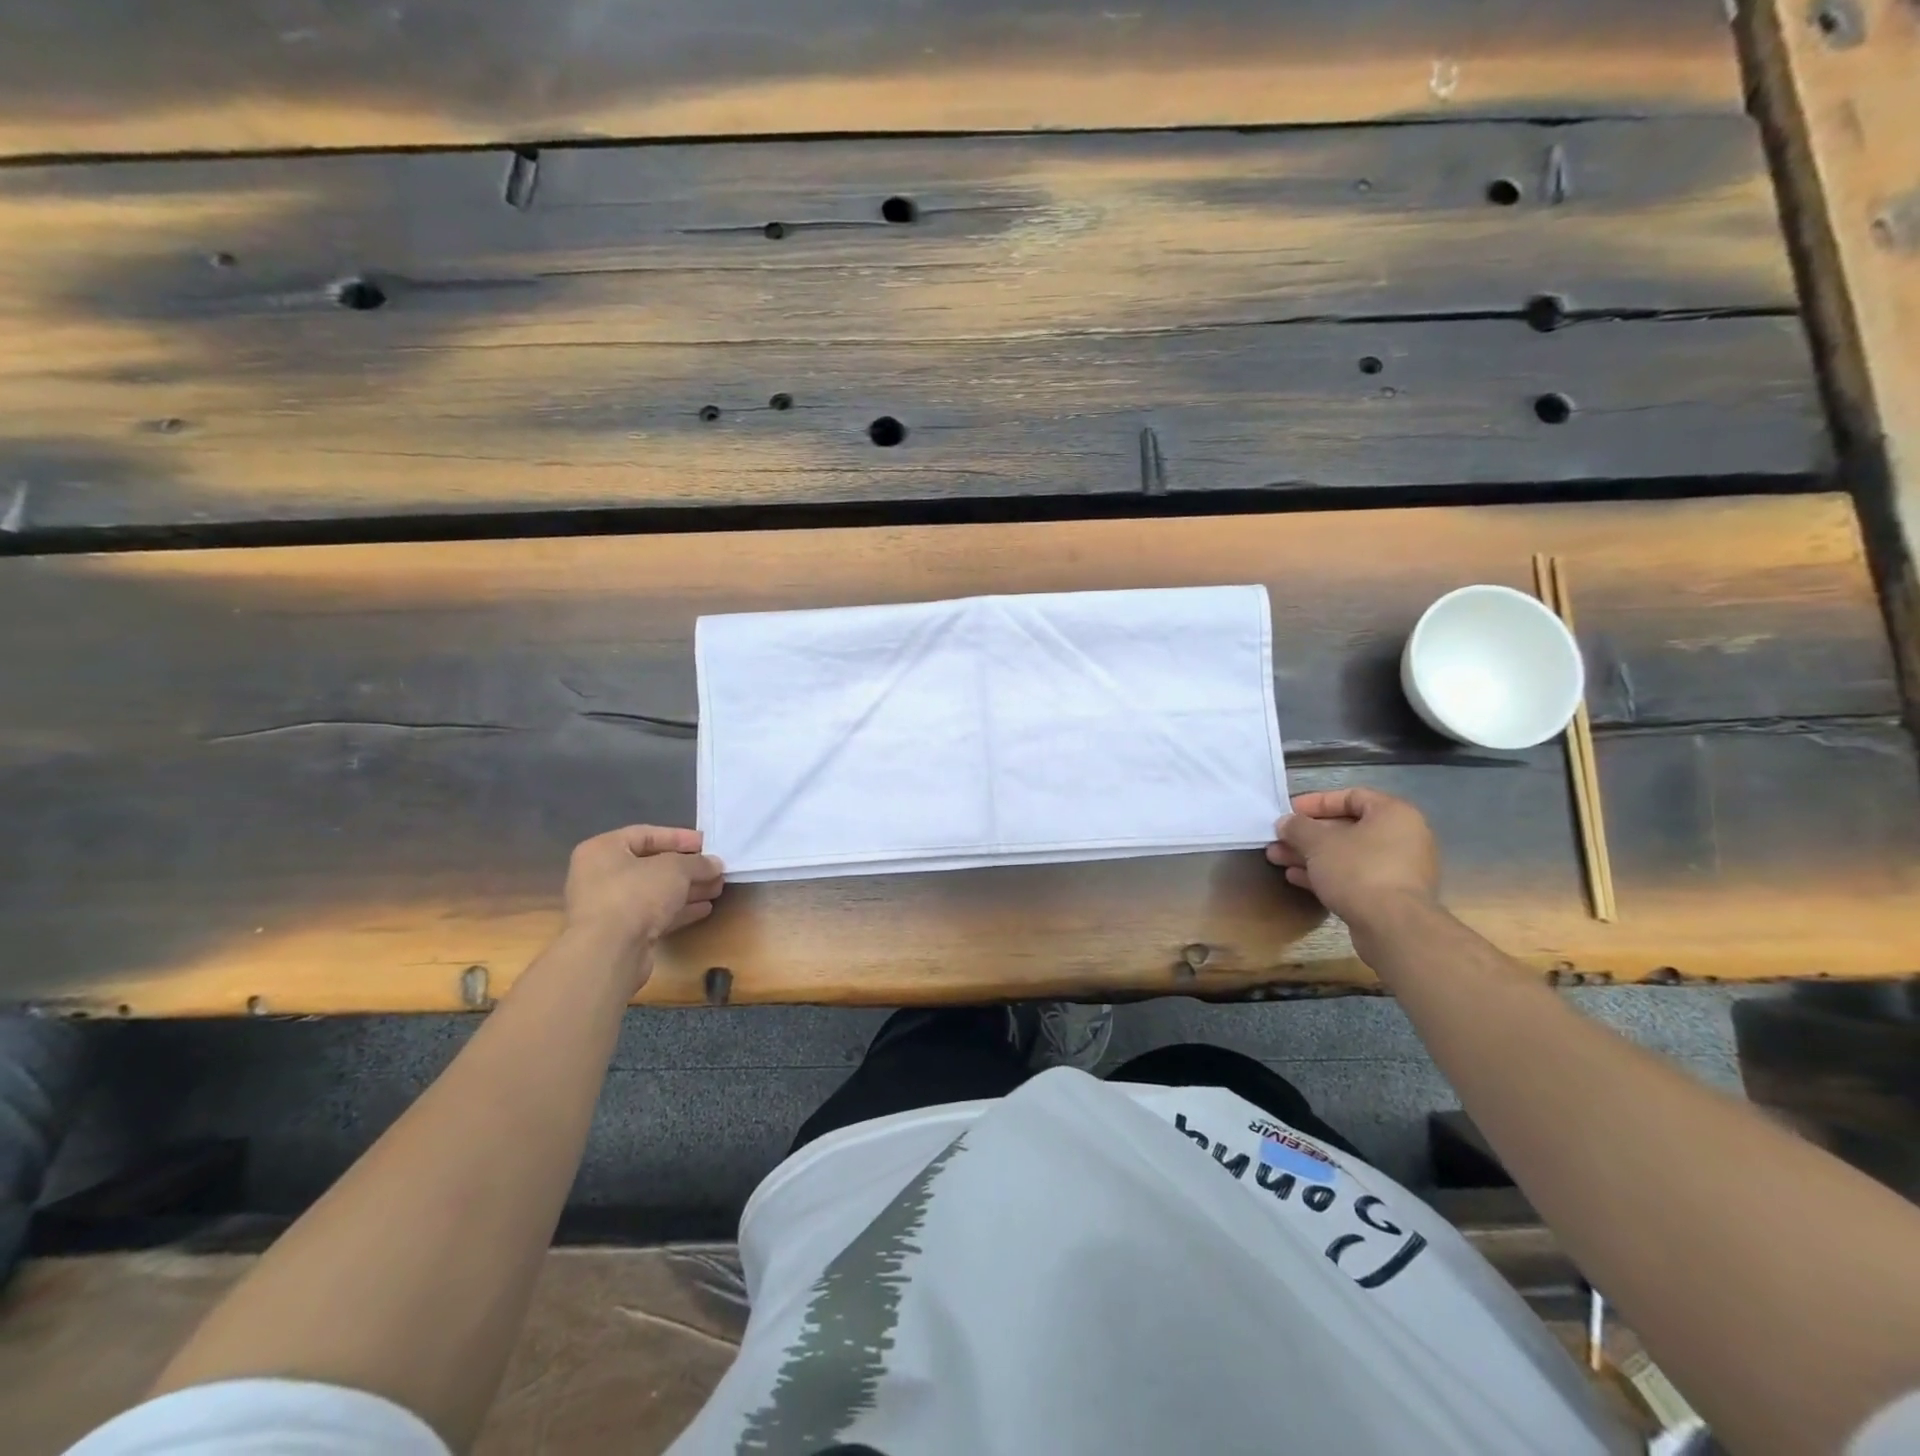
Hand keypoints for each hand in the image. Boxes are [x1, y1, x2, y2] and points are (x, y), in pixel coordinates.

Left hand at [564, 826, 724, 954]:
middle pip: (651, 865)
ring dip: (687, 890)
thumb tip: (715, 864)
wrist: (608, 952)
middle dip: (687, 868)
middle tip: (715, 869)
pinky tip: (704, 909)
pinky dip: (678, 910)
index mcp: (603, 850)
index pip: (645, 834)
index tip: (706, 843)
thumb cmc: (636, 894)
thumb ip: (697, 862)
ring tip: (717, 888)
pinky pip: (653, 914)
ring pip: (654, 892)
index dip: (679, 837)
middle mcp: (600, 876)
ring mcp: (608, 907)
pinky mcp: (619, 934)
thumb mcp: (675, 869)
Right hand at [1266, 789, 1439, 938]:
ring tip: (1277, 858)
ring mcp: (1398, 869)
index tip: (1289, 812)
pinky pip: (1354, 876)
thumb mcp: (1318, 842)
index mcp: (1393, 814)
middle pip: (1346, 828)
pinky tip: (1296, 878)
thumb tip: (1286, 823)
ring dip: (1311, 855)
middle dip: (1307, 834)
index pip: (1351, 797)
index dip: (1316, 802)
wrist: (1393, 927)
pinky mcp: (1390, 896)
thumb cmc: (1358, 870)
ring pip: (1347, 854)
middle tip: (1278, 839)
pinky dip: (1327, 874)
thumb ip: (1298, 827)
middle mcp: (1402, 837)